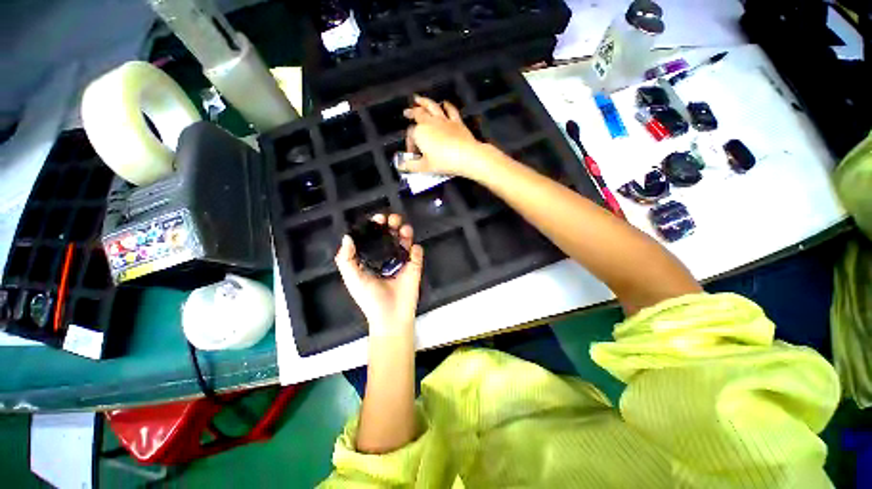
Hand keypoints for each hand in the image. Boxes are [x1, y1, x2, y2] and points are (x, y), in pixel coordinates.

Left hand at [335, 214, 423, 334]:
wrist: (390, 316)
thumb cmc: (369, 298)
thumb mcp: (352, 278)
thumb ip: (346, 259)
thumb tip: (347, 237)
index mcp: (372, 258)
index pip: (374, 237)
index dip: (376, 226)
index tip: (379, 219)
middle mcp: (387, 256)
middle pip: (391, 235)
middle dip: (393, 224)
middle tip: (394, 220)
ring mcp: (402, 261)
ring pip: (405, 240)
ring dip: (406, 232)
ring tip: (404, 230)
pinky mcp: (415, 267)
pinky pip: (417, 254)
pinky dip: (416, 250)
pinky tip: (412, 251)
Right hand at [401, 95, 492, 179]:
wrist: (465, 156)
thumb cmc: (443, 162)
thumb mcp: (424, 167)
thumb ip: (411, 166)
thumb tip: (401, 166)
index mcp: (420, 132)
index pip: (410, 135)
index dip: (409, 143)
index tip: (412, 153)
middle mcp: (430, 122)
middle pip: (418, 114)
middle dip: (412, 113)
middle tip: (407, 112)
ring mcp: (444, 120)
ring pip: (432, 107)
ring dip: (424, 102)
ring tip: (418, 99)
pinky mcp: (456, 121)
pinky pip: (451, 110)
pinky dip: (447, 106)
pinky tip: (445, 103)